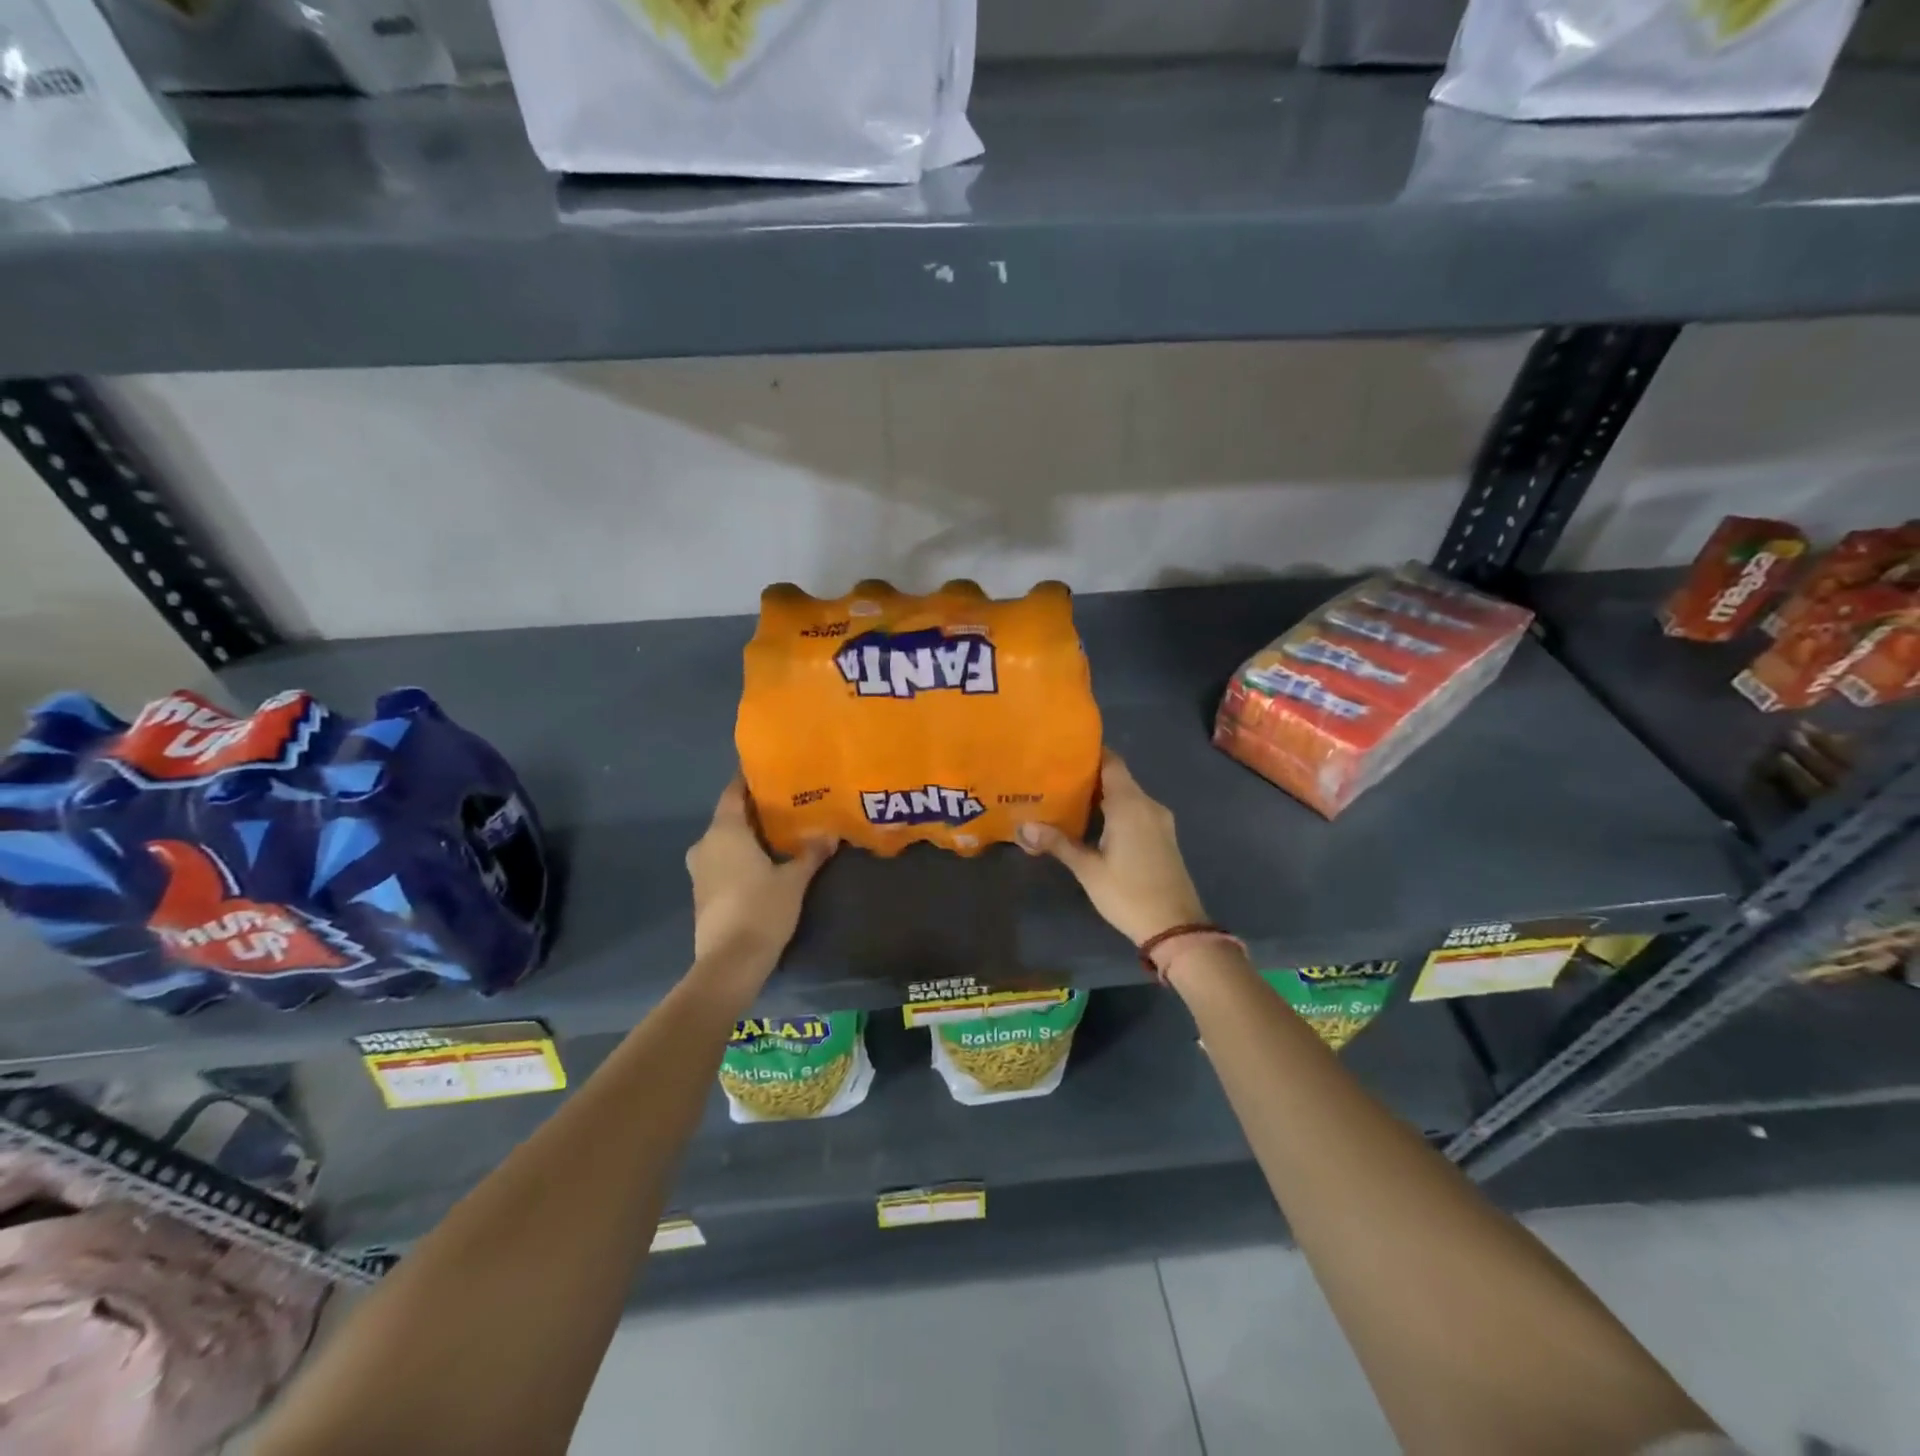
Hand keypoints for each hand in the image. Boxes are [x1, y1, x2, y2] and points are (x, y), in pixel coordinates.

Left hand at [686, 777, 835, 985]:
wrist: (729, 963)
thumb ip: (811, 853)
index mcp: (724, 831)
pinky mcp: (702, 892)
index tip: (771, 771)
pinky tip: (763, 861)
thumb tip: (831, 833)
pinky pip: (722, 860)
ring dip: (747, 835)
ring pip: (724, 840)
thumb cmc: (761, 909)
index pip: (733, 792)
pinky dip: (740, 855)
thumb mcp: (794, 880)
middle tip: (786, 803)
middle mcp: (706, 844)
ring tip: (779, 833)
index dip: (749, 780)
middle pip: (729, 816)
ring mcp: (699, 870)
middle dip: (755, 810)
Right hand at [1017, 750, 1207, 945]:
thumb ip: (1057, 843)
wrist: (1175, 928)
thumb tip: (1022, 826)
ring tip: (1068, 797)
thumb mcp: (1088, 869)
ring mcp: (1160, 821)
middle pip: (1118, 777)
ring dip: (1102, 794)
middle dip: (1089, 775)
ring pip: (1128, 796)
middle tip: (1055, 776)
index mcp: (1130, 804)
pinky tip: (1094, 822)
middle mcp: (1148, 804)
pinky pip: (1136, 811)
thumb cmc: (1128, 894)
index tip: (1063, 750)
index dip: (1089, 752)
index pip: (1111, 762)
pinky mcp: (1163, 837)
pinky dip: (1116, 810)